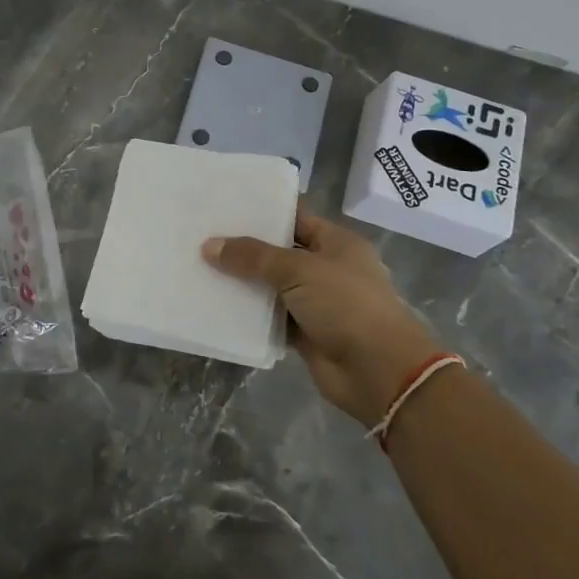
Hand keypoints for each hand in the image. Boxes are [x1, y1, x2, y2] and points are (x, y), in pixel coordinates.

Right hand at [203, 210, 442, 426]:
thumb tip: (209, 246)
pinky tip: (217, 305)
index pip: (295, 218)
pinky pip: (271, 319)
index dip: (263, 212)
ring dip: (243, 283)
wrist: (379, 372)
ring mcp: (317, 303)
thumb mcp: (299, 270)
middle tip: (203, 236)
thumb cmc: (346, 306)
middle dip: (245, 248)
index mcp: (336, 243)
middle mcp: (327, 269)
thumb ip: (253, 257)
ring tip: (200, 267)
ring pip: (272, 287)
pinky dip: (250, 315)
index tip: (225, 206)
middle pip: (280, 253)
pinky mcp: (306, 334)